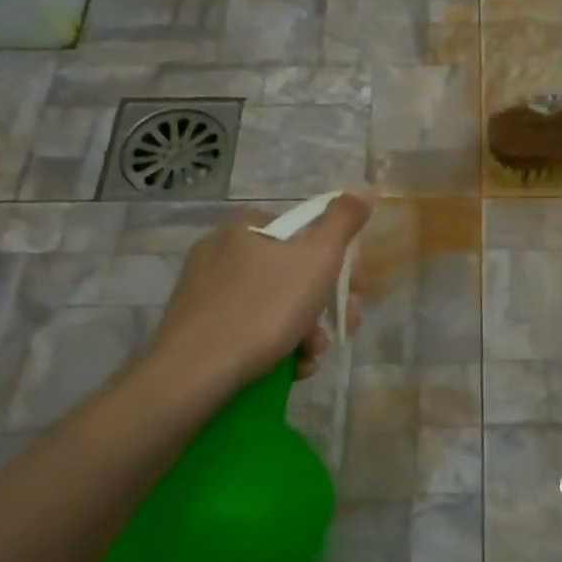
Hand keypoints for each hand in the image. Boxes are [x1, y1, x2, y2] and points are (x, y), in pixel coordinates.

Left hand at [144, 194, 374, 391]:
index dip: (337, 260)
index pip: (305, 231)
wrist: (197, 369)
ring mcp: (206, 289)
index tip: (355, 290)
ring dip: (305, 330)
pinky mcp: (197, 325)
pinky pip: (249, 328)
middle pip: (292, 272)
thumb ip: (343, 222)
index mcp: (248, 226)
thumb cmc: (266, 307)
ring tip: (311, 356)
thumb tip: (363, 191)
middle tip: (342, 328)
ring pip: (273, 304)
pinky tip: (290, 366)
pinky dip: (276, 345)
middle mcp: (221, 250)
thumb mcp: (319, 258)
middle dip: (323, 304)